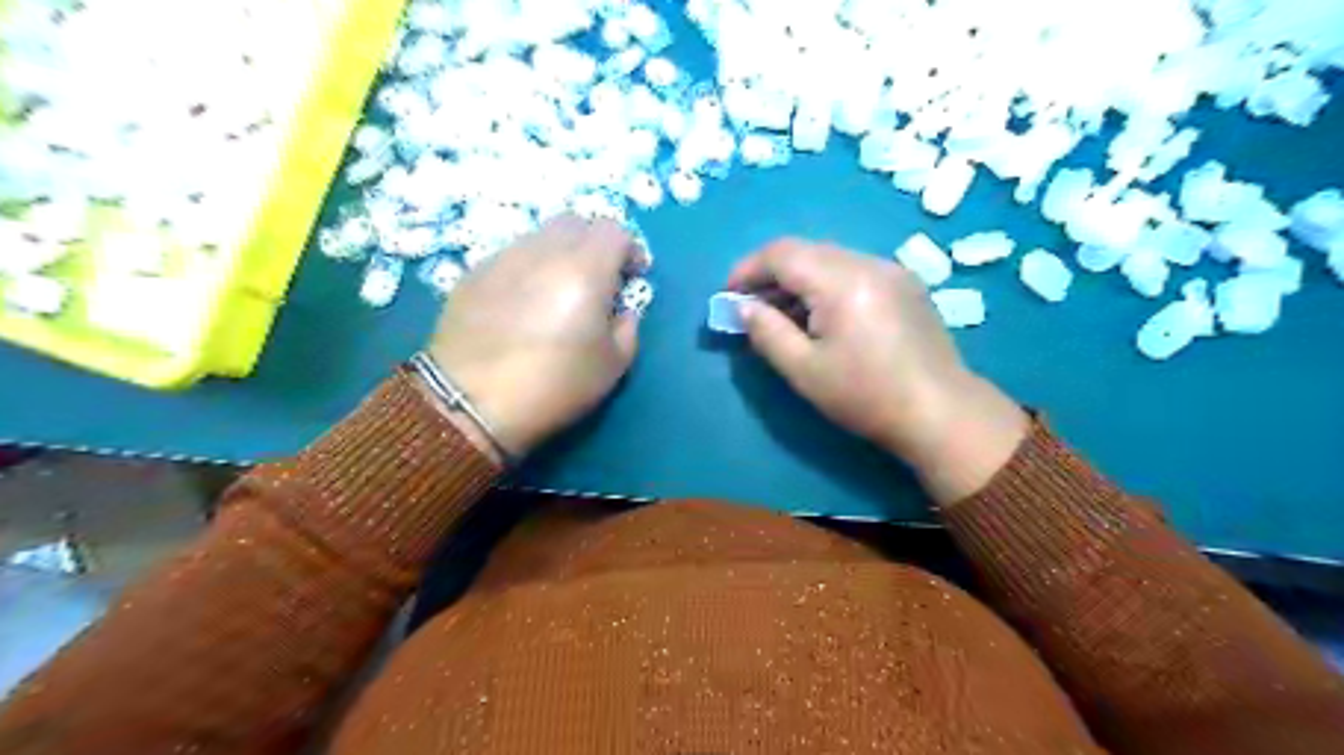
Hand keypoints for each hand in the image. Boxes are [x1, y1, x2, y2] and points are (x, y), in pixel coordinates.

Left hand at [426, 211, 644, 459]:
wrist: (472, 403)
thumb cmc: (555, 386)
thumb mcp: (614, 365)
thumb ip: (628, 326)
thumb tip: (620, 308)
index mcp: (584, 269)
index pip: (614, 230)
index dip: (630, 249)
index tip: (631, 276)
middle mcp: (543, 251)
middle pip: (576, 222)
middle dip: (594, 244)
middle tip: (598, 279)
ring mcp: (503, 258)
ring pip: (540, 236)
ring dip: (559, 254)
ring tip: (557, 291)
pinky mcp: (473, 273)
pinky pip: (511, 256)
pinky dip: (528, 269)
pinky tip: (522, 304)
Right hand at [725, 239, 1032, 504]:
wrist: (941, 412)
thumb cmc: (866, 396)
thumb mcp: (804, 370)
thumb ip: (767, 332)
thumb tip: (743, 307)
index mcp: (841, 281)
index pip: (781, 253)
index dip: (747, 269)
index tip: (728, 296)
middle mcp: (868, 262)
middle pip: (806, 251)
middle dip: (771, 274)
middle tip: (752, 308)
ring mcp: (891, 270)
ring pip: (830, 259)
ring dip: (799, 279)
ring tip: (783, 315)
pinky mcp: (905, 284)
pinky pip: (854, 270)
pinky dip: (826, 285)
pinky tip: (822, 316)